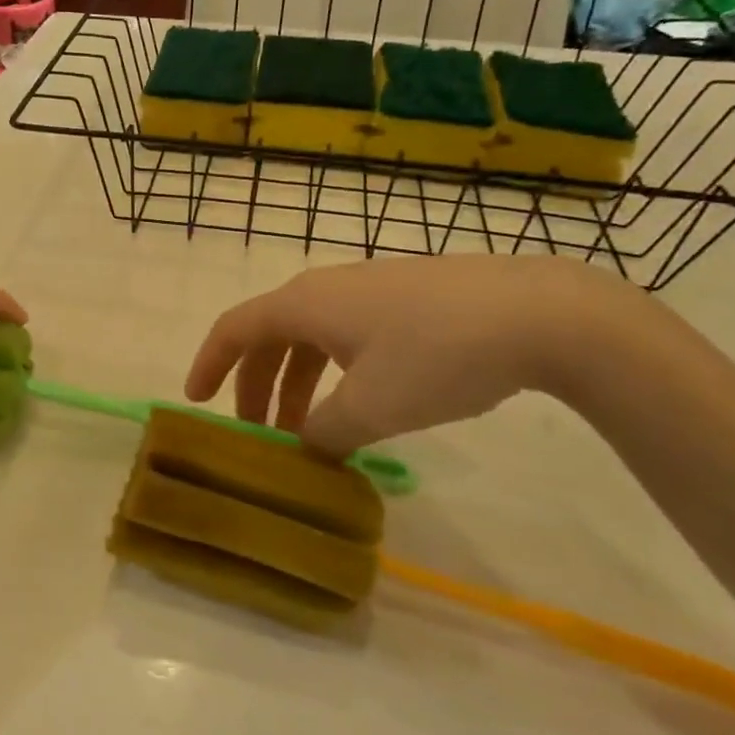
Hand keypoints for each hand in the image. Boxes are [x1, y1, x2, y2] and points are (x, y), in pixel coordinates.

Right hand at [184, 255, 630, 456]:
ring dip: (298, 384)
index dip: (209, 363)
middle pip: (271, 336)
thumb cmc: (437, 355)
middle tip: (260, 436)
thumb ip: (326, 431)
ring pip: (312, 338)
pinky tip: (361, 403)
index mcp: (304, 305)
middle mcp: (326, 290)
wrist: (538, 312)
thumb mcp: (372, 406)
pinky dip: (334, 373)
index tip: (197, 401)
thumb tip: (308, 445)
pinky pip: (347, 336)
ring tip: (311, 434)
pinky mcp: (405, 299)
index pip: (235, 328)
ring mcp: (368, 291)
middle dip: (257, 386)